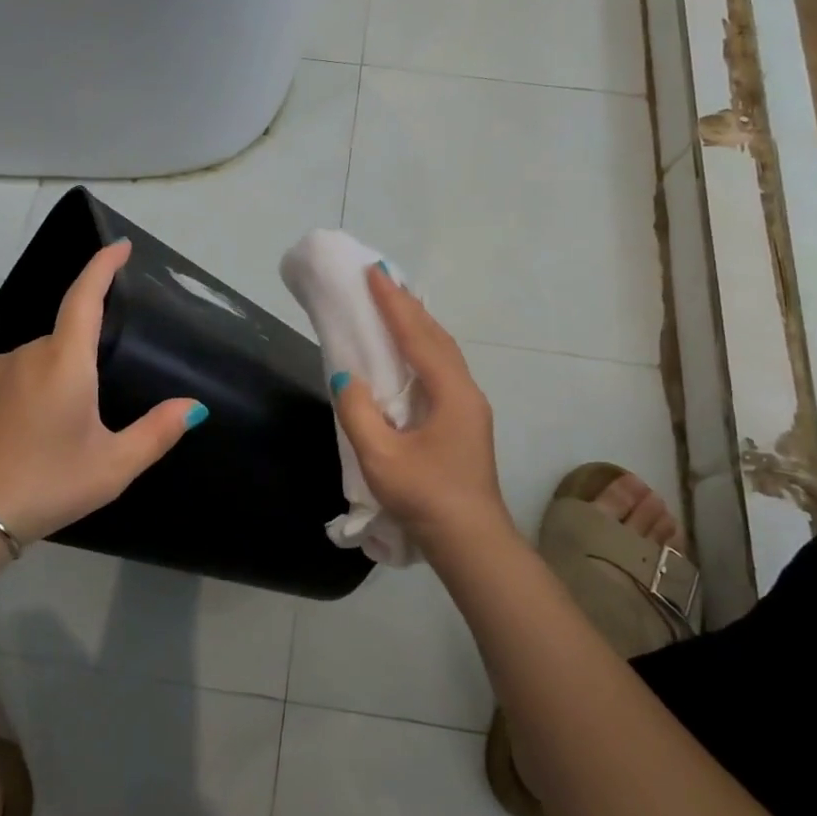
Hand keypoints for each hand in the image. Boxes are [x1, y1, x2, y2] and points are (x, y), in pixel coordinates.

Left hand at [0, 240, 203, 544]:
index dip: (102, 266)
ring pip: (40, 360)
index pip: (85, 296)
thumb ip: (157, 431)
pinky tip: (31, 432)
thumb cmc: (49, 484)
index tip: (119, 246)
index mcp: (65, 361)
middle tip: (92, 419)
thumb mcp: (113, 465)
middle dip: (85, 364)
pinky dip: (32, 390)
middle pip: (66, 339)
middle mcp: (27, 353)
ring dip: (58, 380)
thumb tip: (194, 406)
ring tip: (60, 434)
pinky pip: (15, 374)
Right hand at [331, 266, 516, 562]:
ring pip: (443, 352)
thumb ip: (358, 413)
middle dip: (407, 306)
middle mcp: (465, 391)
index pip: (417, 336)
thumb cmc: (426, 498)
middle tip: (380, 281)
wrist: (471, 543)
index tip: (373, 272)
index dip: (393, 304)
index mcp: (451, 393)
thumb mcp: (382, 459)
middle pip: (436, 336)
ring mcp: (469, 407)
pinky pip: (442, 368)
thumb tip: (346, 378)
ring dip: (417, 325)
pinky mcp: (465, 422)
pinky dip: (422, 348)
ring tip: (393, 306)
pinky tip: (409, 353)